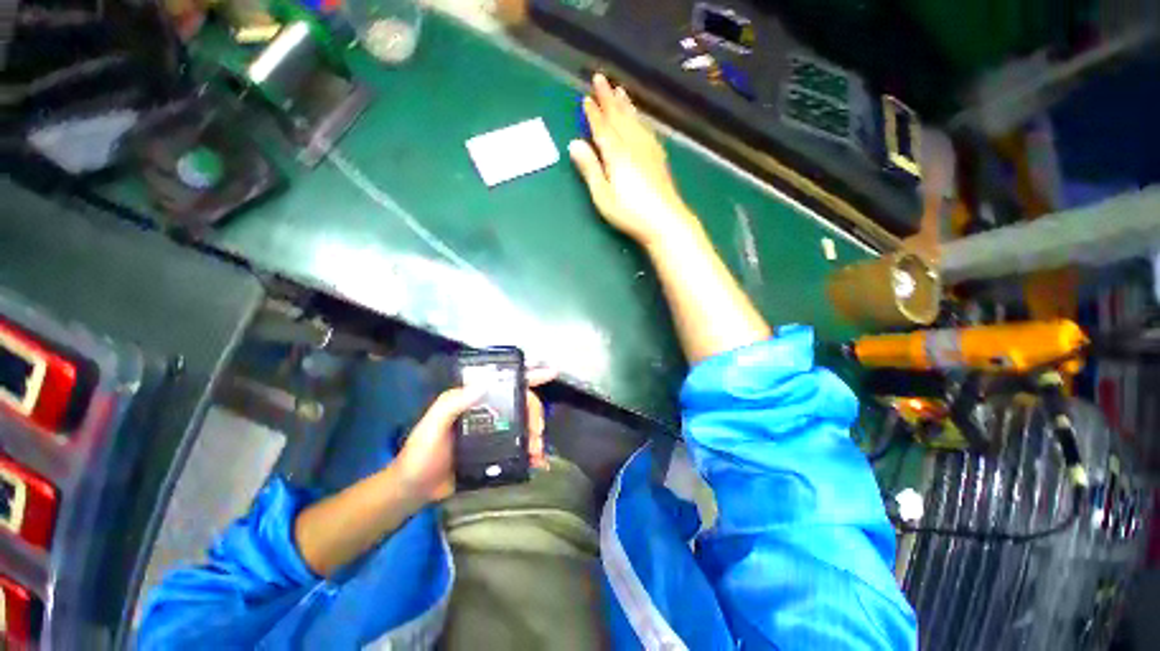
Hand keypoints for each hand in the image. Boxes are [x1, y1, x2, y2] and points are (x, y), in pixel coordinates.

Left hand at [394, 367, 554, 503]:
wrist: (414, 491)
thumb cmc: (420, 454)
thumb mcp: (431, 426)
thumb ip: (452, 404)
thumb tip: (484, 384)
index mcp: (475, 400)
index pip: (505, 383)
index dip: (529, 374)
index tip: (551, 371)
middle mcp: (489, 412)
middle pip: (522, 403)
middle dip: (535, 415)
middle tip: (537, 433)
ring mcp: (495, 432)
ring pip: (525, 424)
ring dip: (536, 435)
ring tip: (537, 451)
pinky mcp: (497, 452)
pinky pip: (520, 447)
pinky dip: (532, 453)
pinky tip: (537, 461)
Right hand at [569, 74, 699, 248]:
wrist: (665, 221)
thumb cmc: (629, 213)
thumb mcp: (603, 195)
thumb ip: (589, 168)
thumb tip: (574, 143)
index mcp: (616, 154)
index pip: (602, 128)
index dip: (593, 113)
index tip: (586, 97)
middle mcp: (633, 145)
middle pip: (619, 117)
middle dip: (608, 98)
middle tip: (601, 77)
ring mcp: (649, 150)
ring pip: (635, 121)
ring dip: (626, 105)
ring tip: (620, 90)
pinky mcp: (659, 158)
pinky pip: (647, 131)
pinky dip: (641, 120)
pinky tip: (641, 120)